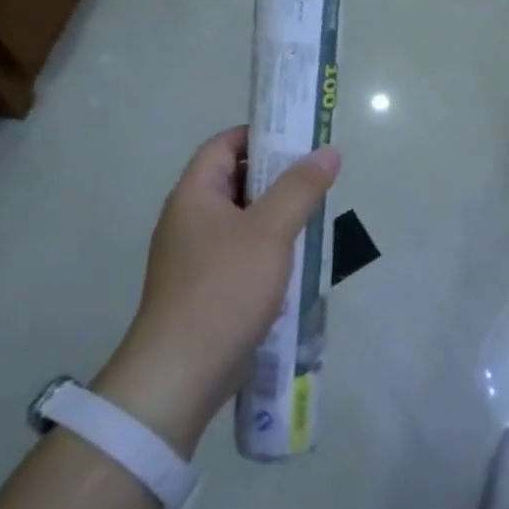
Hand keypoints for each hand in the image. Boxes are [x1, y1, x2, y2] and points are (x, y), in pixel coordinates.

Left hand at [95, 127, 339, 455]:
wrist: (180, 373)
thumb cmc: (224, 289)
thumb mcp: (270, 231)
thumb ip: (300, 188)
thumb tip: (327, 151)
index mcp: (194, 195)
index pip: (223, 145)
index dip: (259, 135)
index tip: (299, 140)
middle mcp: (188, 219)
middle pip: (233, 181)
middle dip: (275, 177)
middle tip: (316, 179)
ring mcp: (193, 257)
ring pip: (240, 219)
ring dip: (275, 215)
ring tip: (313, 217)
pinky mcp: (203, 288)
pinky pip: (239, 252)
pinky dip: (266, 247)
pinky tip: (294, 261)